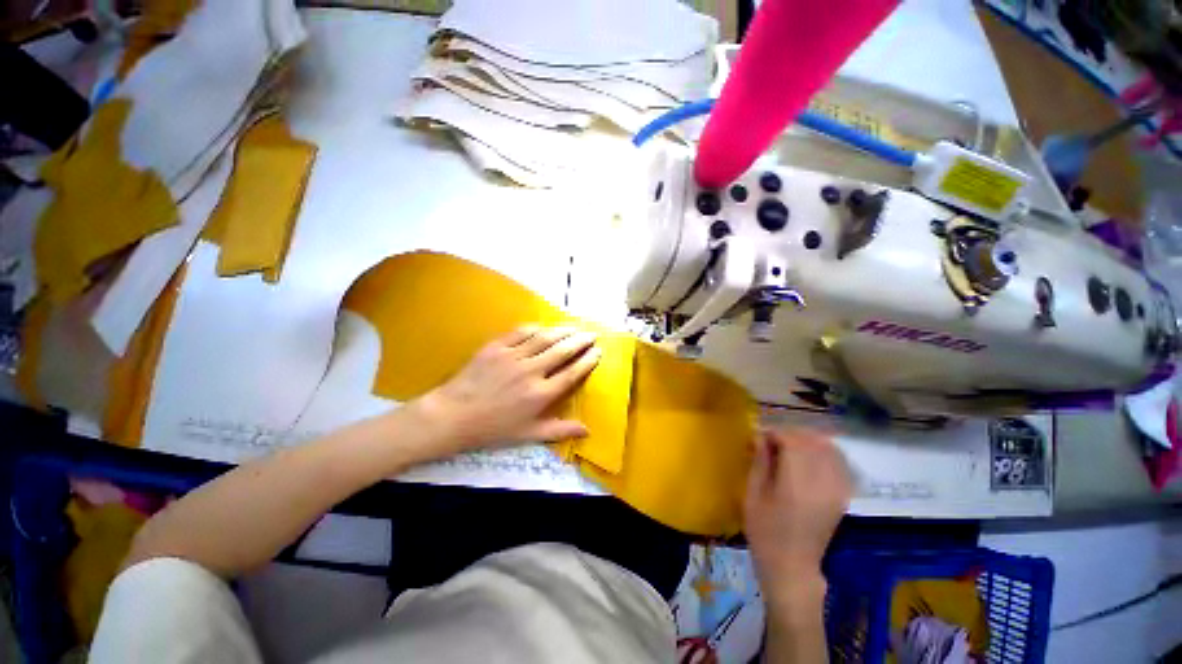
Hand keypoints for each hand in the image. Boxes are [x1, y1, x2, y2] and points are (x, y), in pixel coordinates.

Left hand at [412, 326, 600, 453]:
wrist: (453, 415)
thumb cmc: (492, 428)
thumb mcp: (528, 435)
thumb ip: (559, 430)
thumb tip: (587, 430)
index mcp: (540, 394)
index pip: (572, 373)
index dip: (587, 361)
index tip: (597, 351)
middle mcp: (531, 371)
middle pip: (563, 351)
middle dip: (581, 340)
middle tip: (592, 334)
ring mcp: (513, 356)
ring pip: (545, 338)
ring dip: (563, 331)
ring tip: (575, 327)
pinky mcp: (496, 347)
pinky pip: (521, 332)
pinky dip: (536, 328)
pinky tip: (544, 327)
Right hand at [745, 429, 850, 598]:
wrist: (792, 567)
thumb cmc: (765, 532)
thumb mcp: (752, 495)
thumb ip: (760, 463)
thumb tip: (760, 436)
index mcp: (796, 484)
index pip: (793, 442)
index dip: (775, 432)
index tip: (760, 436)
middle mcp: (822, 484)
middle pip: (813, 442)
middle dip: (791, 434)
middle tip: (772, 440)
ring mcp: (837, 491)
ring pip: (830, 449)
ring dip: (809, 441)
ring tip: (790, 446)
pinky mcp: (842, 497)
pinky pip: (839, 463)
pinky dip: (825, 453)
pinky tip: (810, 457)